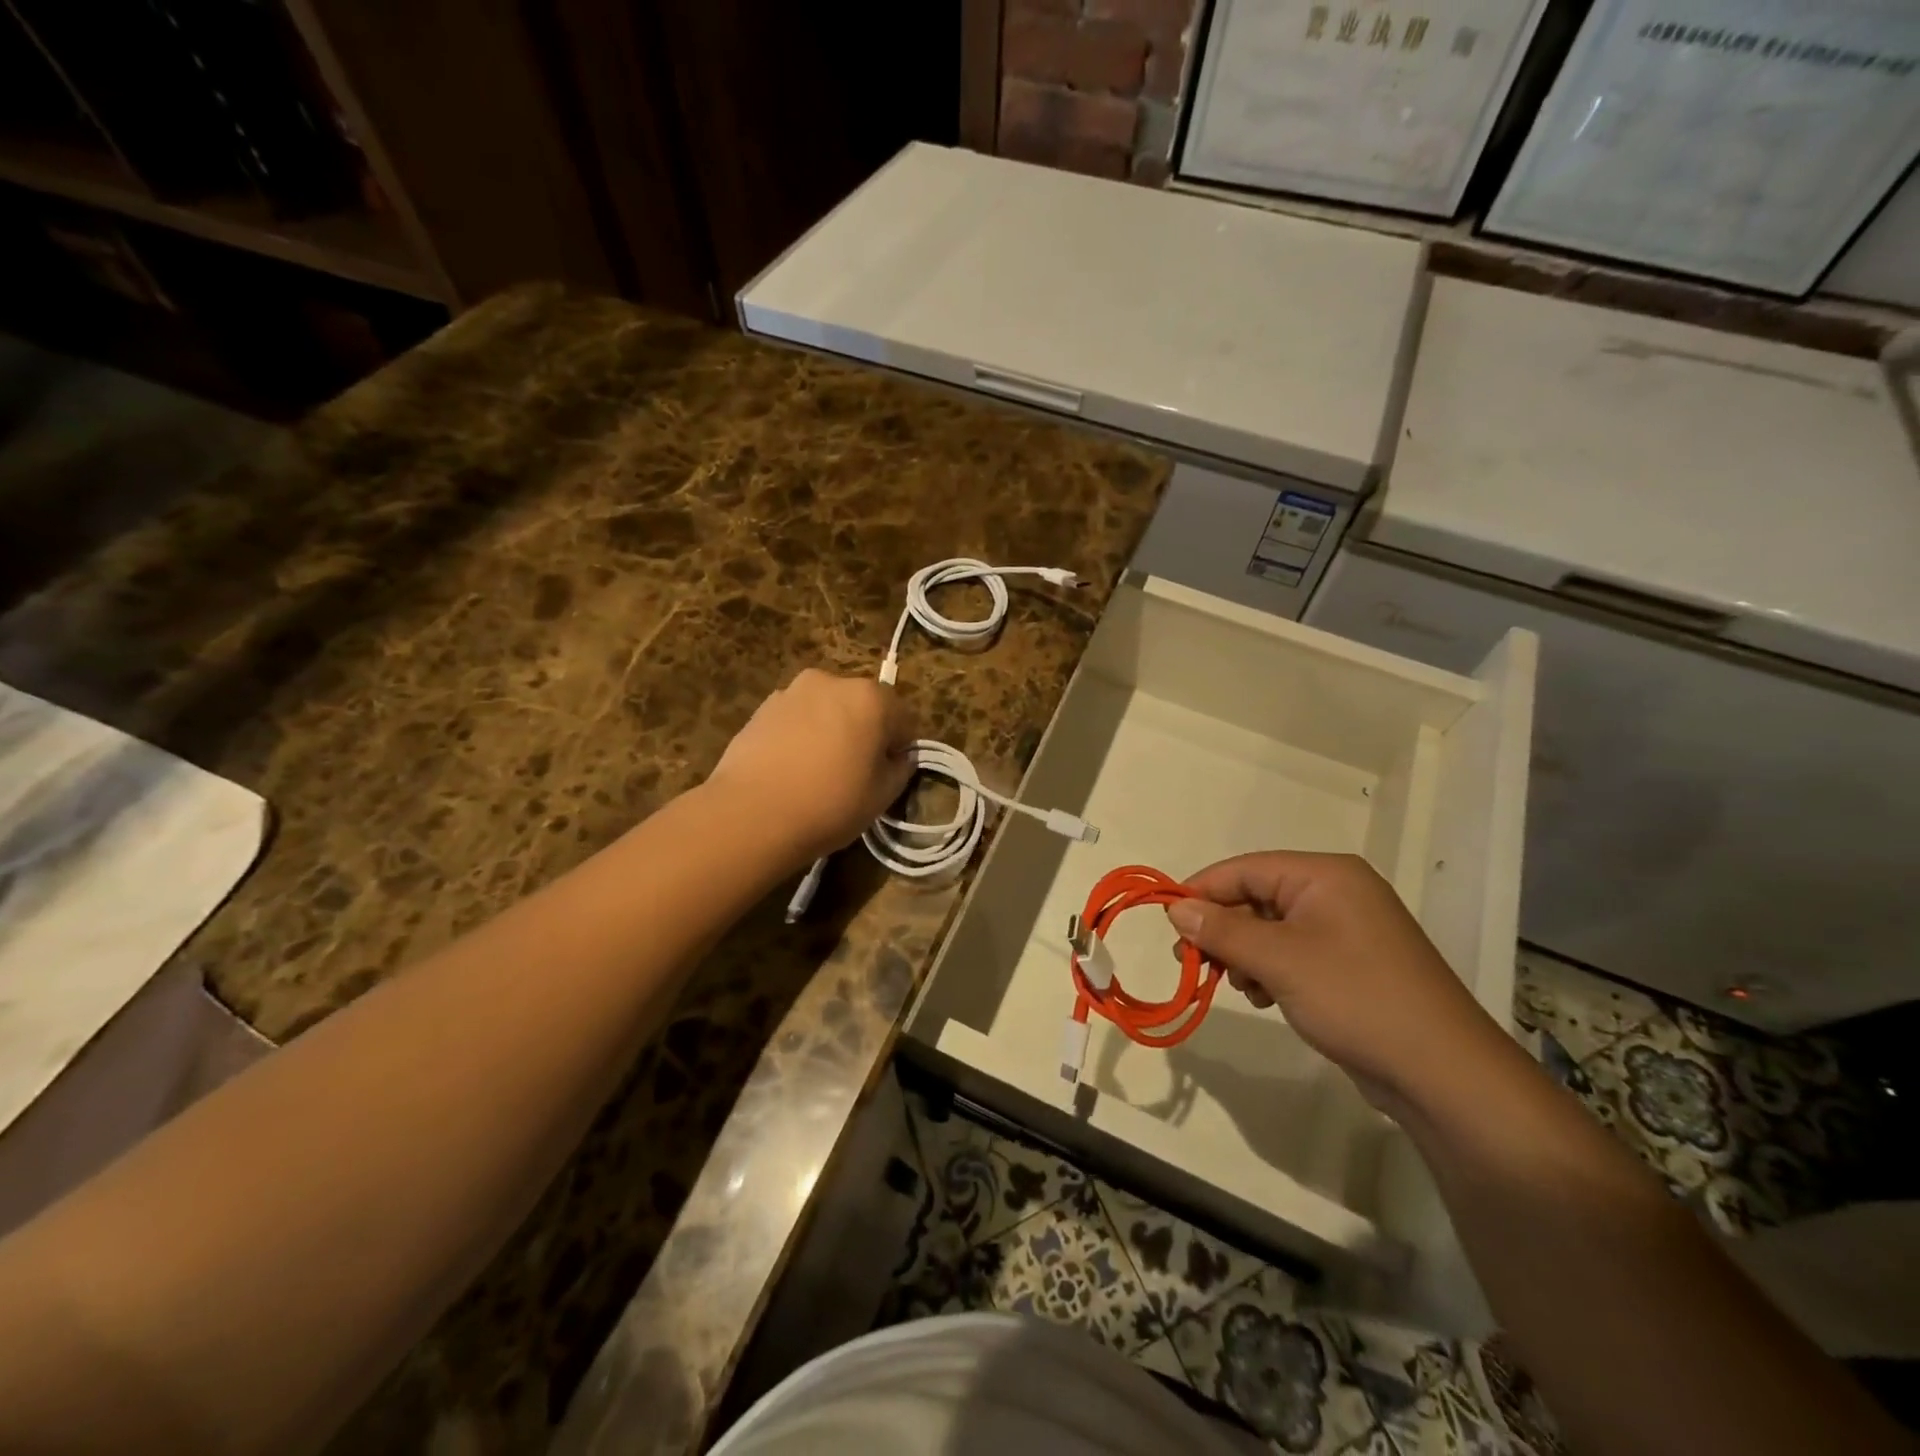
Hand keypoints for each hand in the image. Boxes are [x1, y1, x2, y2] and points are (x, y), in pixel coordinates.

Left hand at [707, 669, 916, 863]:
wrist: (752, 814)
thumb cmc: (830, 803)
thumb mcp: (882, 795)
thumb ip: (900, 769)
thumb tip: (899, 758)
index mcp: (871, 697)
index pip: (902, 719)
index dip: (899, 748)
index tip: (887, 774)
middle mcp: (832, 682)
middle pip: (861, 706)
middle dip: (863, 732)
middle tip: (854, 772)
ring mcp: (792, 691)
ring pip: (825, 710)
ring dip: (829, 731)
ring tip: (817, 772)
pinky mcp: (761, 708)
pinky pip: (795, 719)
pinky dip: (799, 736)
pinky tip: (790, 770)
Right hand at [1166, 852, 1506, 1116]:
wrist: (1442, 1073)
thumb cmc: (1356, 998)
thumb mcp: (1279, 960)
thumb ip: (1221, 930)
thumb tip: (1175, 908)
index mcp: (1326, 875)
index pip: (1245, 869)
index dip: (1202, 891)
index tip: (1167, 922)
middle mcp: (1337, 892)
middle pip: (1256, 897)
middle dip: (1223, 929)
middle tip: (1193, 961)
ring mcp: (1347, 930)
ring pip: (1270, 929)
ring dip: (1245, 954)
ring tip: (1240, 986)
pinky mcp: (1351, 965)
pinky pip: (1293, 953)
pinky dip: (1269, 971)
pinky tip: (1266, 998)